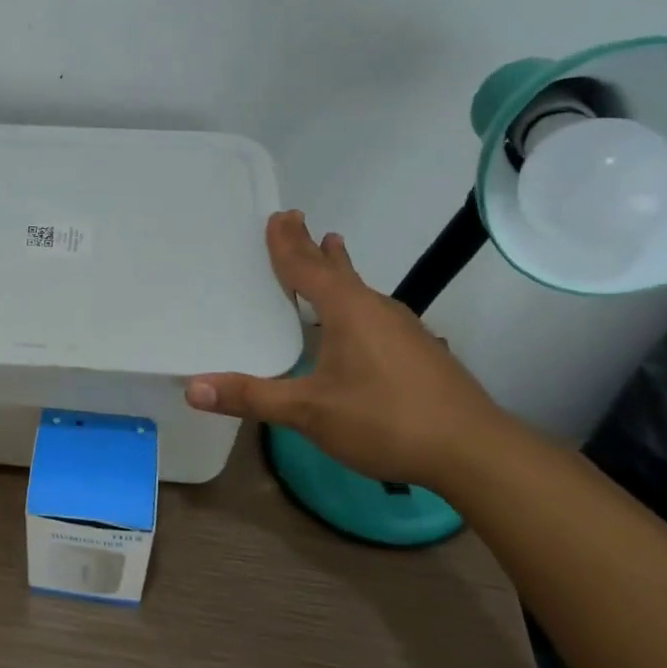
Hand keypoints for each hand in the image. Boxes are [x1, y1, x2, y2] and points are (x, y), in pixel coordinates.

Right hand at [185, 210, 512, 490]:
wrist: (474, 451)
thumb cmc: (386, 421)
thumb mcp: (309, 412)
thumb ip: (252, 397)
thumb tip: (192, 388)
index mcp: (347, 311)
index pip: (306, 267)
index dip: (286, 244)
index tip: (277, 216)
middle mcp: (375, 309)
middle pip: (336, 269)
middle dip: (312, 246)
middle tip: (297, 220)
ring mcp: (402, 328)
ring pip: (359, 289)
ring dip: (338, 269)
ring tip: (331, 251)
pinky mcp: (417, 350)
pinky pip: (373, 310)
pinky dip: (353, 299)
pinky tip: (357, 320)